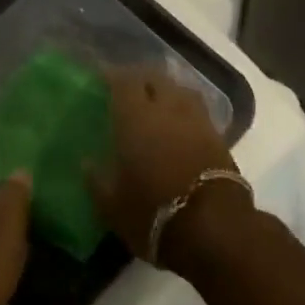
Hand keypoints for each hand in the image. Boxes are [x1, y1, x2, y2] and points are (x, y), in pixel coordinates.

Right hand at [89, 67, 246, 263]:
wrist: (215, 229)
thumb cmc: (154, 213)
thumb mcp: (112, 206)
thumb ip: (97, 180)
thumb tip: (86, 162)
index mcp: (135, 116)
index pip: (123, 81)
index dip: (112, 75)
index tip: (102, 78)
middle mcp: (166, 108)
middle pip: (154, 78)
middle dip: (141, 79)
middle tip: (128, 90)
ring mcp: (196, 119)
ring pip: (179, 90)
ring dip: (167, 90)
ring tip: (157, 102)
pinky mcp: (218, 136)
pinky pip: (197, 110)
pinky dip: (185, 110)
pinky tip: (179, 124)